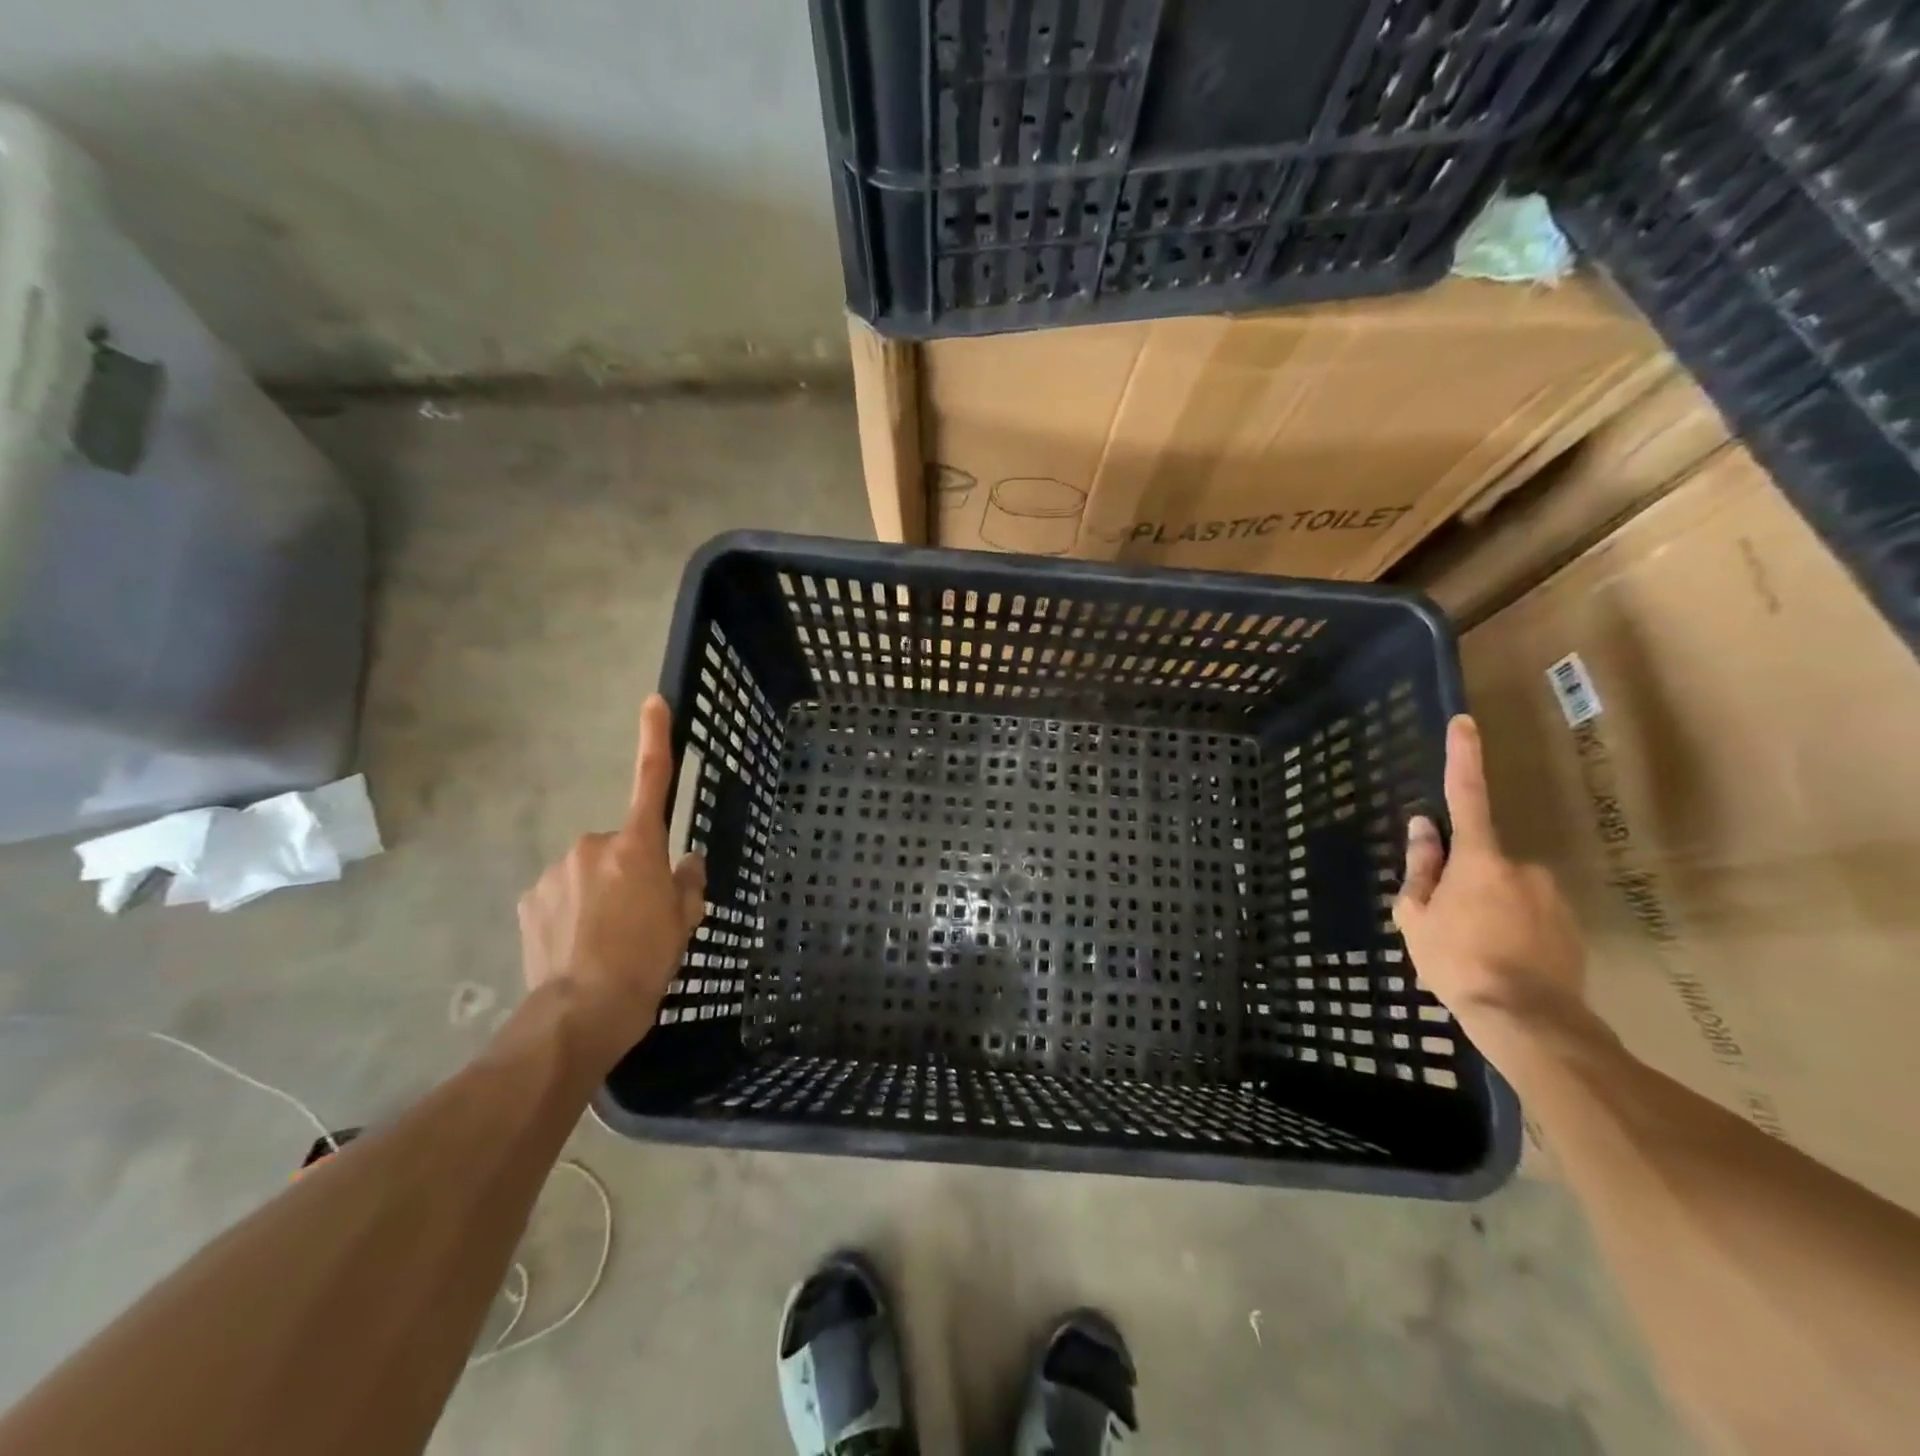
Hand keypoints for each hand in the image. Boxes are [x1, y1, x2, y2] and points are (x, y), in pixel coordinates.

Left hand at [517, 695, 705, 1070]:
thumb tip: (686, 862)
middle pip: (620, 846)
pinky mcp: (529, 898)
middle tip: (638, 916)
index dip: (654, 738)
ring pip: (588, 871)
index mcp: (638, 846)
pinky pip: (561, 893)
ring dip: (598, 892)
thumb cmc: (646, 961)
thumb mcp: (684, 922)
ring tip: (605, 939)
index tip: (653, 702)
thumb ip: (688, 883)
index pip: (651, 781)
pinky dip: (571, 911)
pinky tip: (577, 945)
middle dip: (628, 869)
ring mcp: (556, 871)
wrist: (581, 1012)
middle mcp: (593, 846)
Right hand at [1393, 715, 1585, 1035]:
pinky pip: (1531, 914)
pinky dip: (1513, 929)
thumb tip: (1423, 828)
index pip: (1466, 796)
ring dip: (1489, 908)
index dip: (1463, 758)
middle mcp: (1522, 867)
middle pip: (1482, 861)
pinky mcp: (1572, 926)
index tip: (1464, 723)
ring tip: (1476, 951)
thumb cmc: (1456, 960)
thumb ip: (1420, 868)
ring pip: (1507, 890)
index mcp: (1479, 860)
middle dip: (1464, 881)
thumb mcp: (1417, 915)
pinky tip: (1502, 960)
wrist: (1528, 1020)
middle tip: (1447, 924)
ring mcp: (1552, 897)